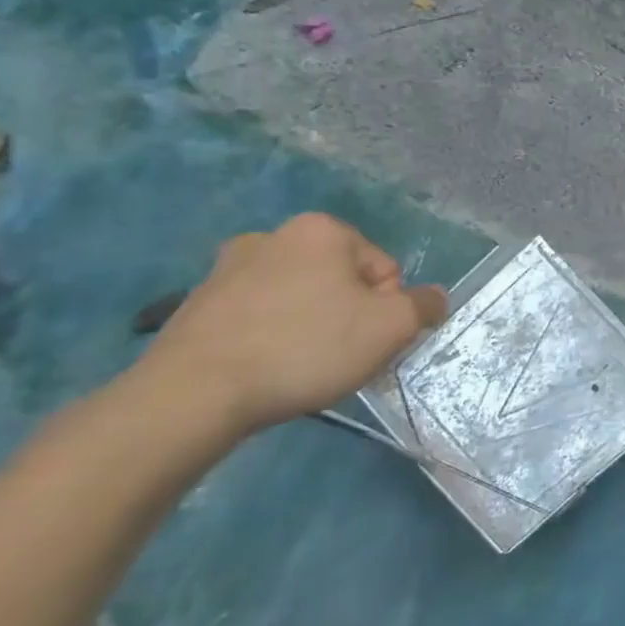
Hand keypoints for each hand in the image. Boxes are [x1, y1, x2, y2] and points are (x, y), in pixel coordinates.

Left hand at [138, 213, 447, 434]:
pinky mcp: (194, 306)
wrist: (192, 395)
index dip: (386, 309)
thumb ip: (424, 306)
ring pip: (299, 300)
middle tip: (338, 356)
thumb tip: (432, 299)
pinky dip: (270, 340)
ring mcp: (226, 270)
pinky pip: (257, 319)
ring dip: (310, 327)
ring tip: (299, 368)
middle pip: (341, 281)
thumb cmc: (306, 347)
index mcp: (322, 229)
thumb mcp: (391, 327)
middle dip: (348, 316)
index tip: (366, 341)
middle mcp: (273, 236)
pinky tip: (265, 371)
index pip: (384, 270)